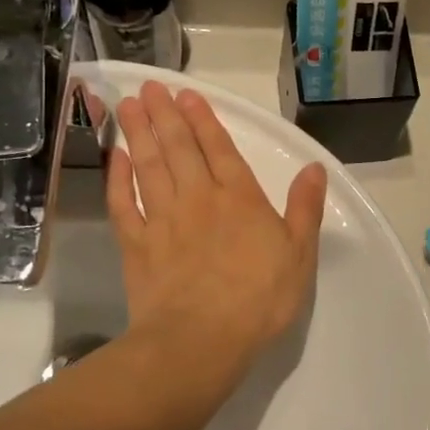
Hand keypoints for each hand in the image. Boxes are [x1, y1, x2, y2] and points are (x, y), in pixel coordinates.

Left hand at [109, 81, 327, 384]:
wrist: (200, 341)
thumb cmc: (259, 298)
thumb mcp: (300, 254)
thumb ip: (305, 208)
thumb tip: (314, 167)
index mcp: (240, 199)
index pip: (220, 149)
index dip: (204, 120)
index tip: (187, 95)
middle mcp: (198, 199)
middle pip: (179, 149)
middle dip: (166, 116)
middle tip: (150, 88)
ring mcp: (163, 220)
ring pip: (149, 167)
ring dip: (139, 134)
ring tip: (130, 106)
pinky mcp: (136, 246)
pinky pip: (123, 204)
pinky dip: (117, 179)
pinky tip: (115, 159)